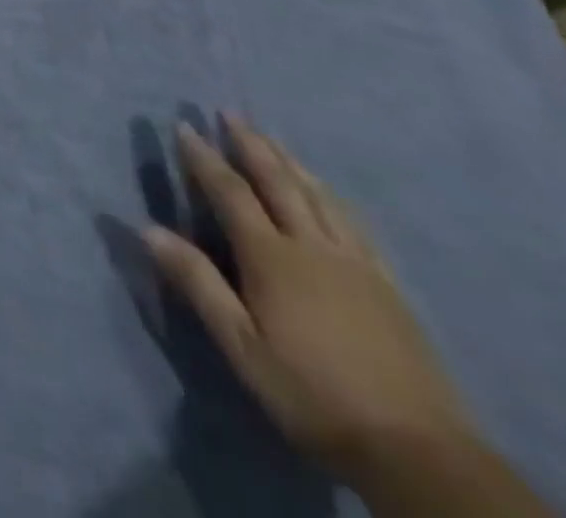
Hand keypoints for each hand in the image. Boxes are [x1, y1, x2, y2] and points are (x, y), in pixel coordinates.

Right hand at [144, 116, 473, 486]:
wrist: (418, 453)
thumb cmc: (311, 394)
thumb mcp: (241, 345)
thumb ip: (197, 283)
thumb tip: (147, 228)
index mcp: (273, 258)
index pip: (231, 193)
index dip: (204, 157)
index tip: (183, 125)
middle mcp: (314, 248)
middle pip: (280, 184)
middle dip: (252, 145)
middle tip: (230, 112)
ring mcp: (358, 266)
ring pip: (320, 198)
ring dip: (292, 162)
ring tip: (273, 139)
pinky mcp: (389, 288)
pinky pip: (355, 226)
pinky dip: (332, 197)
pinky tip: (329, 194)